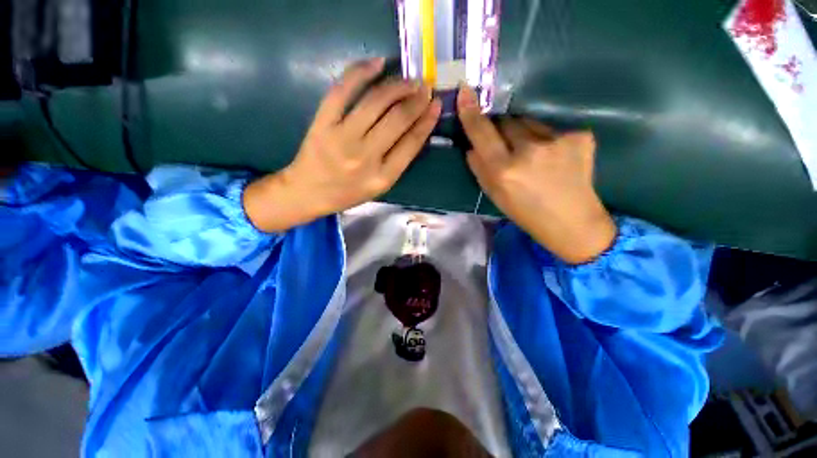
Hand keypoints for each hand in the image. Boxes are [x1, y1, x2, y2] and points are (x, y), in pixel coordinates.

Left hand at [245, 58, 441, 231]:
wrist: (309, 192)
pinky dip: (361, 72)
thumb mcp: (380, 186)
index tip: (436, 104)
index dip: (427, 120)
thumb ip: (398, 161)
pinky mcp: (323, 123)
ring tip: (409, 80)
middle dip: (416, 99)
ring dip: (397, 85)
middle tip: (425, 88)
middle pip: (397, 119)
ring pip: (375, 101)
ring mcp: (342, 138)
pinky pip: (343, 91)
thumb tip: (417, 127)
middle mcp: (365, 157)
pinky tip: (377, 63)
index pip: (411, 143)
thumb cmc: (348, 192)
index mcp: (382, 177)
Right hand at [457, 86, 615, 263]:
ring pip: (530, 123)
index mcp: (504, 170)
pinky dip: (549, 140)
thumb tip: (472, 146)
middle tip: (509, 146)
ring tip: (535, 156)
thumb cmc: (525, 212)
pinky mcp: (581, 136)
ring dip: (526, 134)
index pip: (481, 133)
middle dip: (502, 128)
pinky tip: (556, 159)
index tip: (465, 91)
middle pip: (507, 121)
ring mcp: (558, 141)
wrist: (571, 222)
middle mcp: (529, 151)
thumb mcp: (494, 194)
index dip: (471, 113)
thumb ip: (479, 168)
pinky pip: (553, 130)